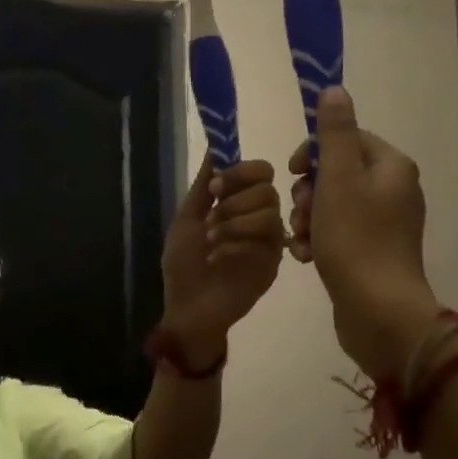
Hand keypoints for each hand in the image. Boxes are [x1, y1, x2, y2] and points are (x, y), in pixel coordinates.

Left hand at [160, 157, 285, 365]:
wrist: (188, 310)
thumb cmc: (184, 266)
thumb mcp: (187, 220)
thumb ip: (204, 186)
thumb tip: (215, 148)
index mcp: (239, 203)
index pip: (260, 172)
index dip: (241, 171)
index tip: (216, 186)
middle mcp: (258, 218)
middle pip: (268, 188)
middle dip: (236, 199)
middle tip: (212, 218)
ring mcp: (268, 241)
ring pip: (270, 211)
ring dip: (235, 220)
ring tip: (211, 239)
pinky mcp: (273, 263)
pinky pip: (268, 239)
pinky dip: (237, 242)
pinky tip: (217, 257)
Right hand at [288, 88, 444, 380]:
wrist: (378, 311)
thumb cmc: (355, 239)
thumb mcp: (338, 179)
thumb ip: (333, 133)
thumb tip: (334, 89)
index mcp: (391, 166)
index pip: (346, 137)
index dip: (313, 151)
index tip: (293, 172)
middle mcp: (394, 190)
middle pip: (336, 171)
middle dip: (308, 191)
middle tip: (300, 213)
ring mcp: (384, 224)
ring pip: (332, 204)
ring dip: (307, 218)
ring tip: (301, 240)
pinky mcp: (372, 252)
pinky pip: (337, 232)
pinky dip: (318, 239)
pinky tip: (306, 256)